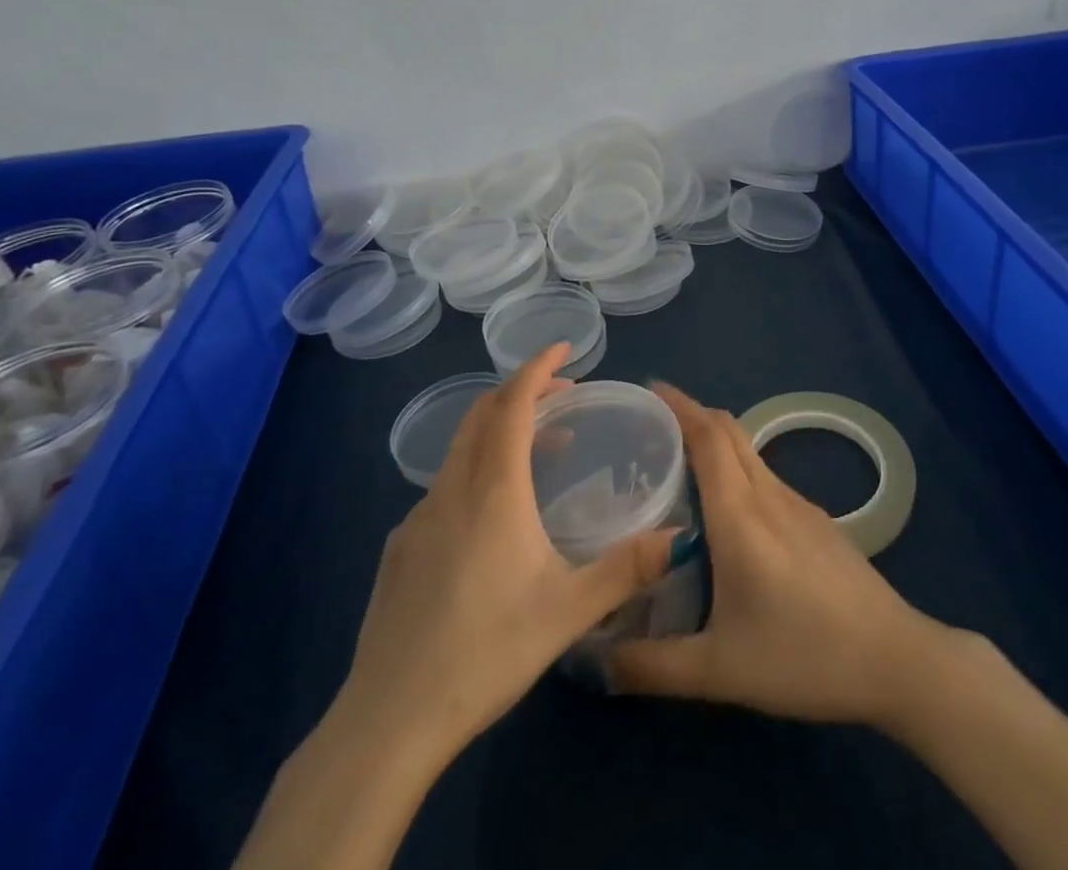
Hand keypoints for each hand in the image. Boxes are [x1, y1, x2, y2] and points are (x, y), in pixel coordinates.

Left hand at [336, 343, 674, 765]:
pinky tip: (492, 515)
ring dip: (500, 431)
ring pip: (460, 449)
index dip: (537, 368)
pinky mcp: (399, 548)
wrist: (388, 720)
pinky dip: (476, 468)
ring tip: (542, 449)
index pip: (513, 405)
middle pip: (482, 414)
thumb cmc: (485, 653)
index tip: (564, 348)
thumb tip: (679, 537)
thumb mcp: (568, 612)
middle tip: (562, 393)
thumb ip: (626, 569)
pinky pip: (444, 486)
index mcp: (493, 491)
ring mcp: (418, 518)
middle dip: (522, 390)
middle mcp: (452, 490)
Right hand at [607, 383, 950, 729]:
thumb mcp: (719, 671)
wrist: (894, 659)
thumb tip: (596, 662)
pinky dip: (738, 470)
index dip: (679, 405)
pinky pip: (767, 477)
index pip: (707, 436)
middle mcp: (769, 495)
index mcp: (741, 514)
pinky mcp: (818, 521)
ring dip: (716, 443)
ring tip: (680, 466)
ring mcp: (799, 504)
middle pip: (730, 432)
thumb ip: (652, 666)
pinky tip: (729, 512)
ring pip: (750, 453)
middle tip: (653, 426)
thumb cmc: (803, 656)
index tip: (649, 389)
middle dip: (693, 415)